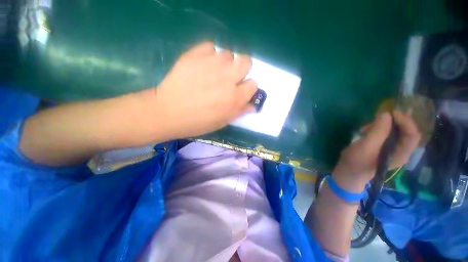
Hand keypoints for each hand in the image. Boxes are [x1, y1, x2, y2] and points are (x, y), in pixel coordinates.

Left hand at [152, 42, 256, 138]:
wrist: (168, 112)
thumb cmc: (197, 122)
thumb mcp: (222, 122)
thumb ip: (239, 112)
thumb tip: (253, 106)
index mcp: (234, 98)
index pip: (253, 84)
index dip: (248, 88)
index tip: (240, 90)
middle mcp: (227, 79)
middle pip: (246, 62)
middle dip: (242, 69)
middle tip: (230, 77)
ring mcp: (211, 64)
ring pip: (228, 54)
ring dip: (225, 63)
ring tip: (213, 72)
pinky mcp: (195, 55)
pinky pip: (210, 47)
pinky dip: (209, 54)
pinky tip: (202, 65)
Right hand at [332, 111, 420, 192]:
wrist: (348, 172)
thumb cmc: (357, 162)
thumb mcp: (366, 147)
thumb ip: (378, 131)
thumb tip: (386, 114)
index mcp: (401, 154)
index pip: (413, 135)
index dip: (406, 122)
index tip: (391, 114)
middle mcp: (400, 151)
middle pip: (405, 132)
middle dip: (392, 123)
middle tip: (376, 119)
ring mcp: (391, 150)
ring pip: (394, 132)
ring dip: (381, 126)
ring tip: (366, 128)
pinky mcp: (382, 148)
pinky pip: (385, 134)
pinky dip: (376, 130)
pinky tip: (365, 131)